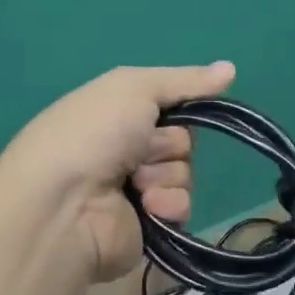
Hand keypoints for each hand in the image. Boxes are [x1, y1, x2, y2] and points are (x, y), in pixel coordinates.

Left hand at [0, 62, 235, 283]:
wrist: (64, 206)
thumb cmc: (92, 135)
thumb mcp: (133, 88)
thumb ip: (184, 80)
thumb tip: (231, 68)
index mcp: (115, 114)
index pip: (170, 106)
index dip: (178, 107)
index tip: (176, 109)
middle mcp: (124, 151)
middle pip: (181, 141)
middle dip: (167, 145)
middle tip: (140, 150)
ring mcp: (135, 191)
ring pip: (184, 174)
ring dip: (166, 175)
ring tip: (136, 184)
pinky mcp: (148, 226)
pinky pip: (182, 207)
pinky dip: (169, 204)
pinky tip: (146, 207)